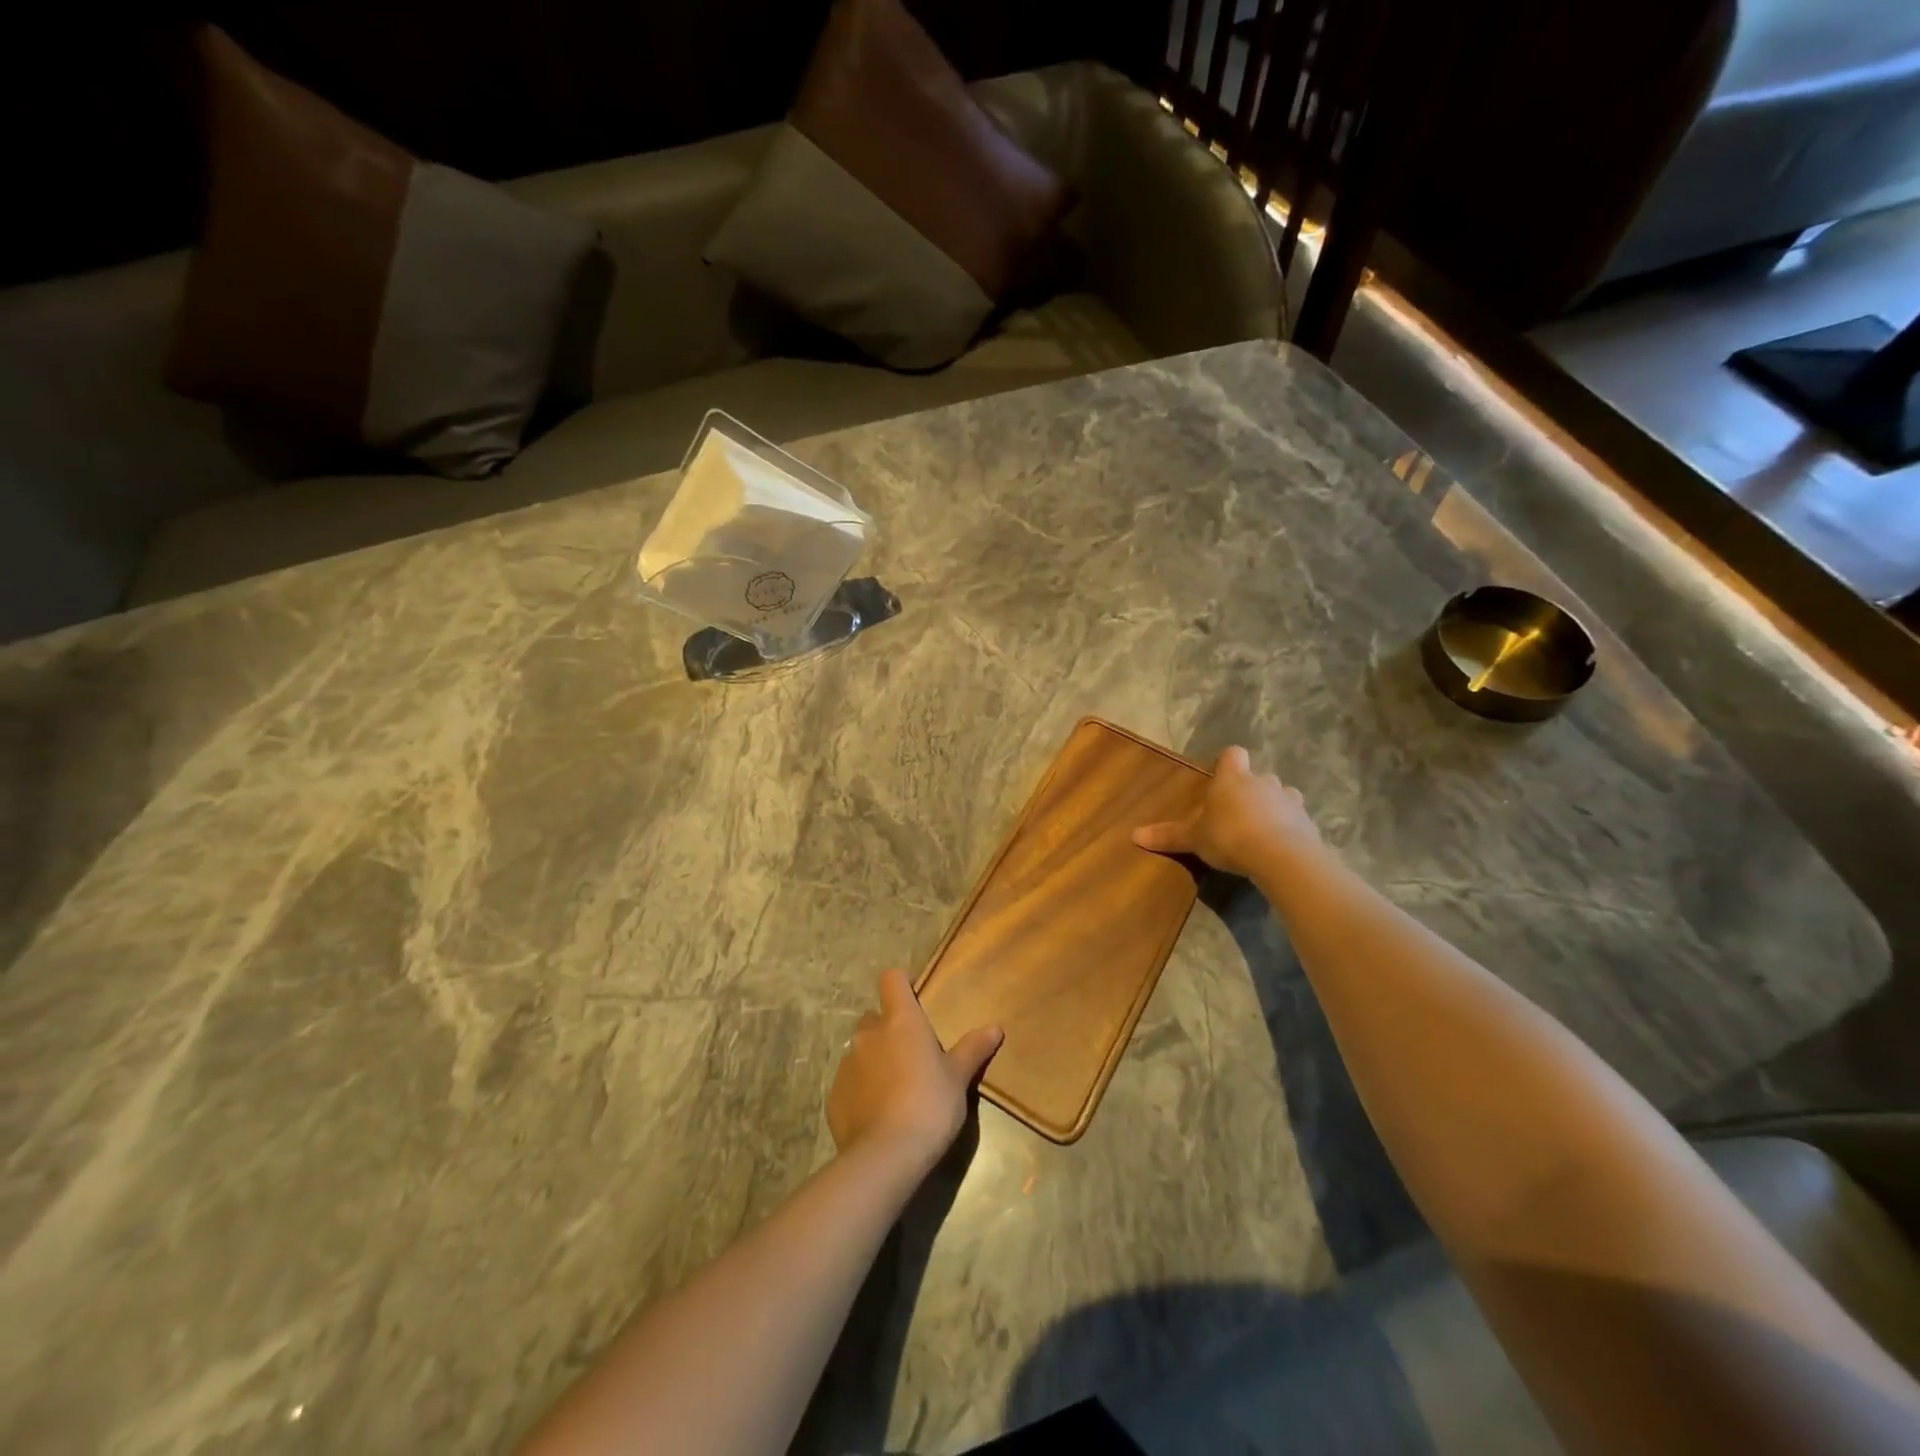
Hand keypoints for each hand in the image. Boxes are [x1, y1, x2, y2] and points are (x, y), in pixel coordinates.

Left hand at [827, 969, 1001, 1174]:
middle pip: (875, 1017)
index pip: (892, 979)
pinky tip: (878, 1115)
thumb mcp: (958, 1078)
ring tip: (896, 1089)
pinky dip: (862, 1090)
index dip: (902, 983)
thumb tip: (996, 1028)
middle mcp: (869, 1034)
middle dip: (889, 1029)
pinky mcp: (834, 1095)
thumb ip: (973, 1049)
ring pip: (861, 1050)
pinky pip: (850, 1082)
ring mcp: (847, 1064)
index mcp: (901, 1021)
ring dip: (875, 1060)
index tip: (915, 998)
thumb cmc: (930, 1105)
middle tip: (911, 1054)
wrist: (886, 1156)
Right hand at [1132, 745, 1320, 877]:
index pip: (1233, 755)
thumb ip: (1168, 836)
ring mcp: (1290, 801)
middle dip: (1251, 792)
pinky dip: (1290, 830)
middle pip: (1259, 777)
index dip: (1228, 763)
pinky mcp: (1308, 823)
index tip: (1222, 777)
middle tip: (1237, 814)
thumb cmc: (1229, 836)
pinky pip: (1297, 821)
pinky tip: (1280, 849)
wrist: (1281, 856)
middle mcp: (1263, 782)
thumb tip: (1133, 835)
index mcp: (1233, 779)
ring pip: (1282, 796)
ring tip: (1262, 831)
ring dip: (1274, 808)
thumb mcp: (1194, 838)